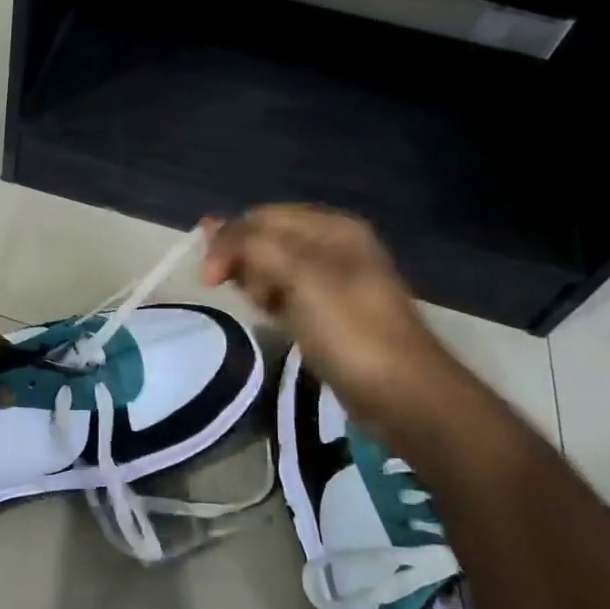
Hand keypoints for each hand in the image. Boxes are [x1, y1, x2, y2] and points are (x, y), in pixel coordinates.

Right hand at [201, 206, 455, 431]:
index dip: (230, 239)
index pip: (261, 217)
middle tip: (240, 293)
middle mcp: (330, 245)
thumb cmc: (349, 328)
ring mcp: (330, 280)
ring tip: (260, 306)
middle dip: (242, 260)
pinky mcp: (325, 311)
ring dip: (254, 282)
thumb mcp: (299, 276)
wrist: (400, 392)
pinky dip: (268, 299)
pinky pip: (283, 293)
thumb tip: (211, 228)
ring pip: (271, 267)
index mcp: (331, 227)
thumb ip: (253, 247)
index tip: (209, 277)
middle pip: (265, 239)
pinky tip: (267, 314)